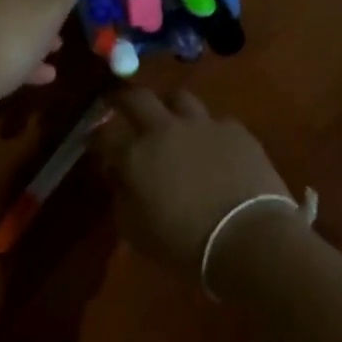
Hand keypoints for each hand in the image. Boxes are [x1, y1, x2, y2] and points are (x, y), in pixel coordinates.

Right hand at [93, 88, 292, 276]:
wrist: (248, 237)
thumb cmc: (184, 243)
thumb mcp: (136, 231)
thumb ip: (122, 197)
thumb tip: (120, 175)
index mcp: (135, 154)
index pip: (104, 134)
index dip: (95, 136)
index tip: (94, 141)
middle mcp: (165, 130)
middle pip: (138, 98)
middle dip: (124, 99)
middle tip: (121, 105)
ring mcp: (203, 125)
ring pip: (179, 98)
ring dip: (169, 107)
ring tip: (171, 119)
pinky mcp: (236, 131)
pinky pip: (216, 121)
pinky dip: (208, 130)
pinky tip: (213, 145)